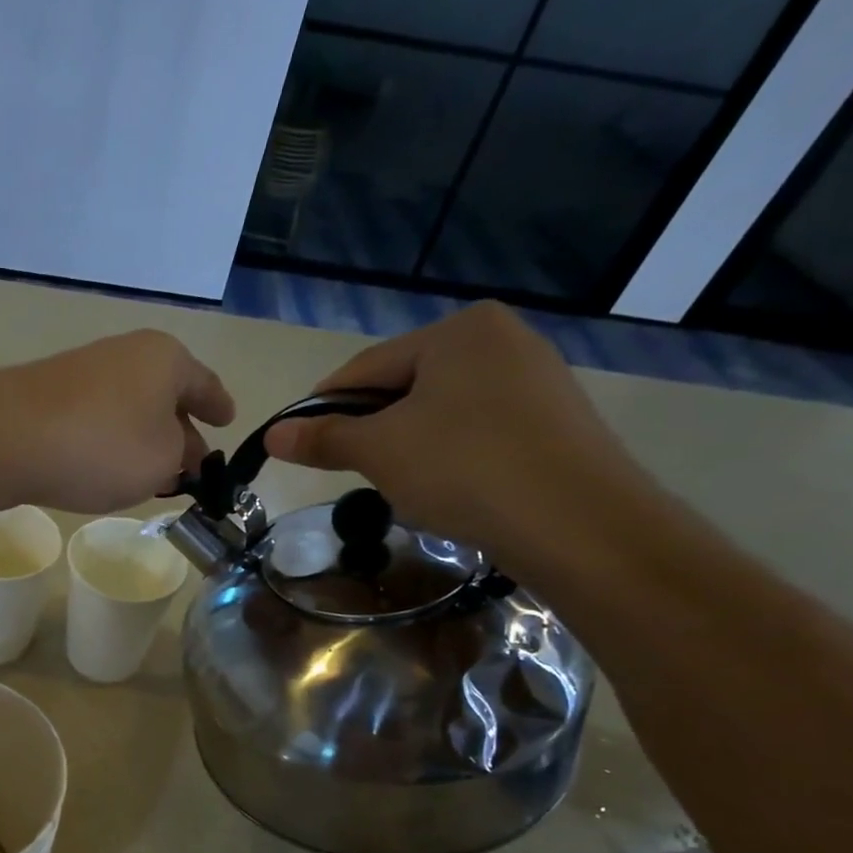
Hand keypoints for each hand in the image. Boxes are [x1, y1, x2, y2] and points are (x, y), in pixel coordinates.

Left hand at [0, 330, 236, 513]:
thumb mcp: (162, 461)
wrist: (5, 438)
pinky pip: (97, 420)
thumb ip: (180, 458)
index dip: (219, 406)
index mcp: (165, 359)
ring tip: (153, 472)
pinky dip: (110, 442)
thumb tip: (175, 453)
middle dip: (181, 428)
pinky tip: (108, 468)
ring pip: (130, 408)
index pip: (205, 384)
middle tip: (193, 462)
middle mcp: (125, 354)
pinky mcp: (48, 397)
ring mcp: (83, 372)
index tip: (229, 421)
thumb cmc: (102, 446)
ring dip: (143, 438)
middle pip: (165, 394)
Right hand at [262, 303, 646, 570]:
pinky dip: (452, 456)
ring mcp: (537, 379)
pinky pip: (481, 431)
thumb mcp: (380, 451)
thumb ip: (324, 437)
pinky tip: (449, 490)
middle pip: (406, 386)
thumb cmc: (465, 468)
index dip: (325, 407)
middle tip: (353, 472)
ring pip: (443, 412)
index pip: (366, 367)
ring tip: (402, 487)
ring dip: (410, 446)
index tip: (299, 444)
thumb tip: (273, 434)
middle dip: (373, 429)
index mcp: (459, 330)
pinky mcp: (556, 421)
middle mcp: (503, 339)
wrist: (579, 523)